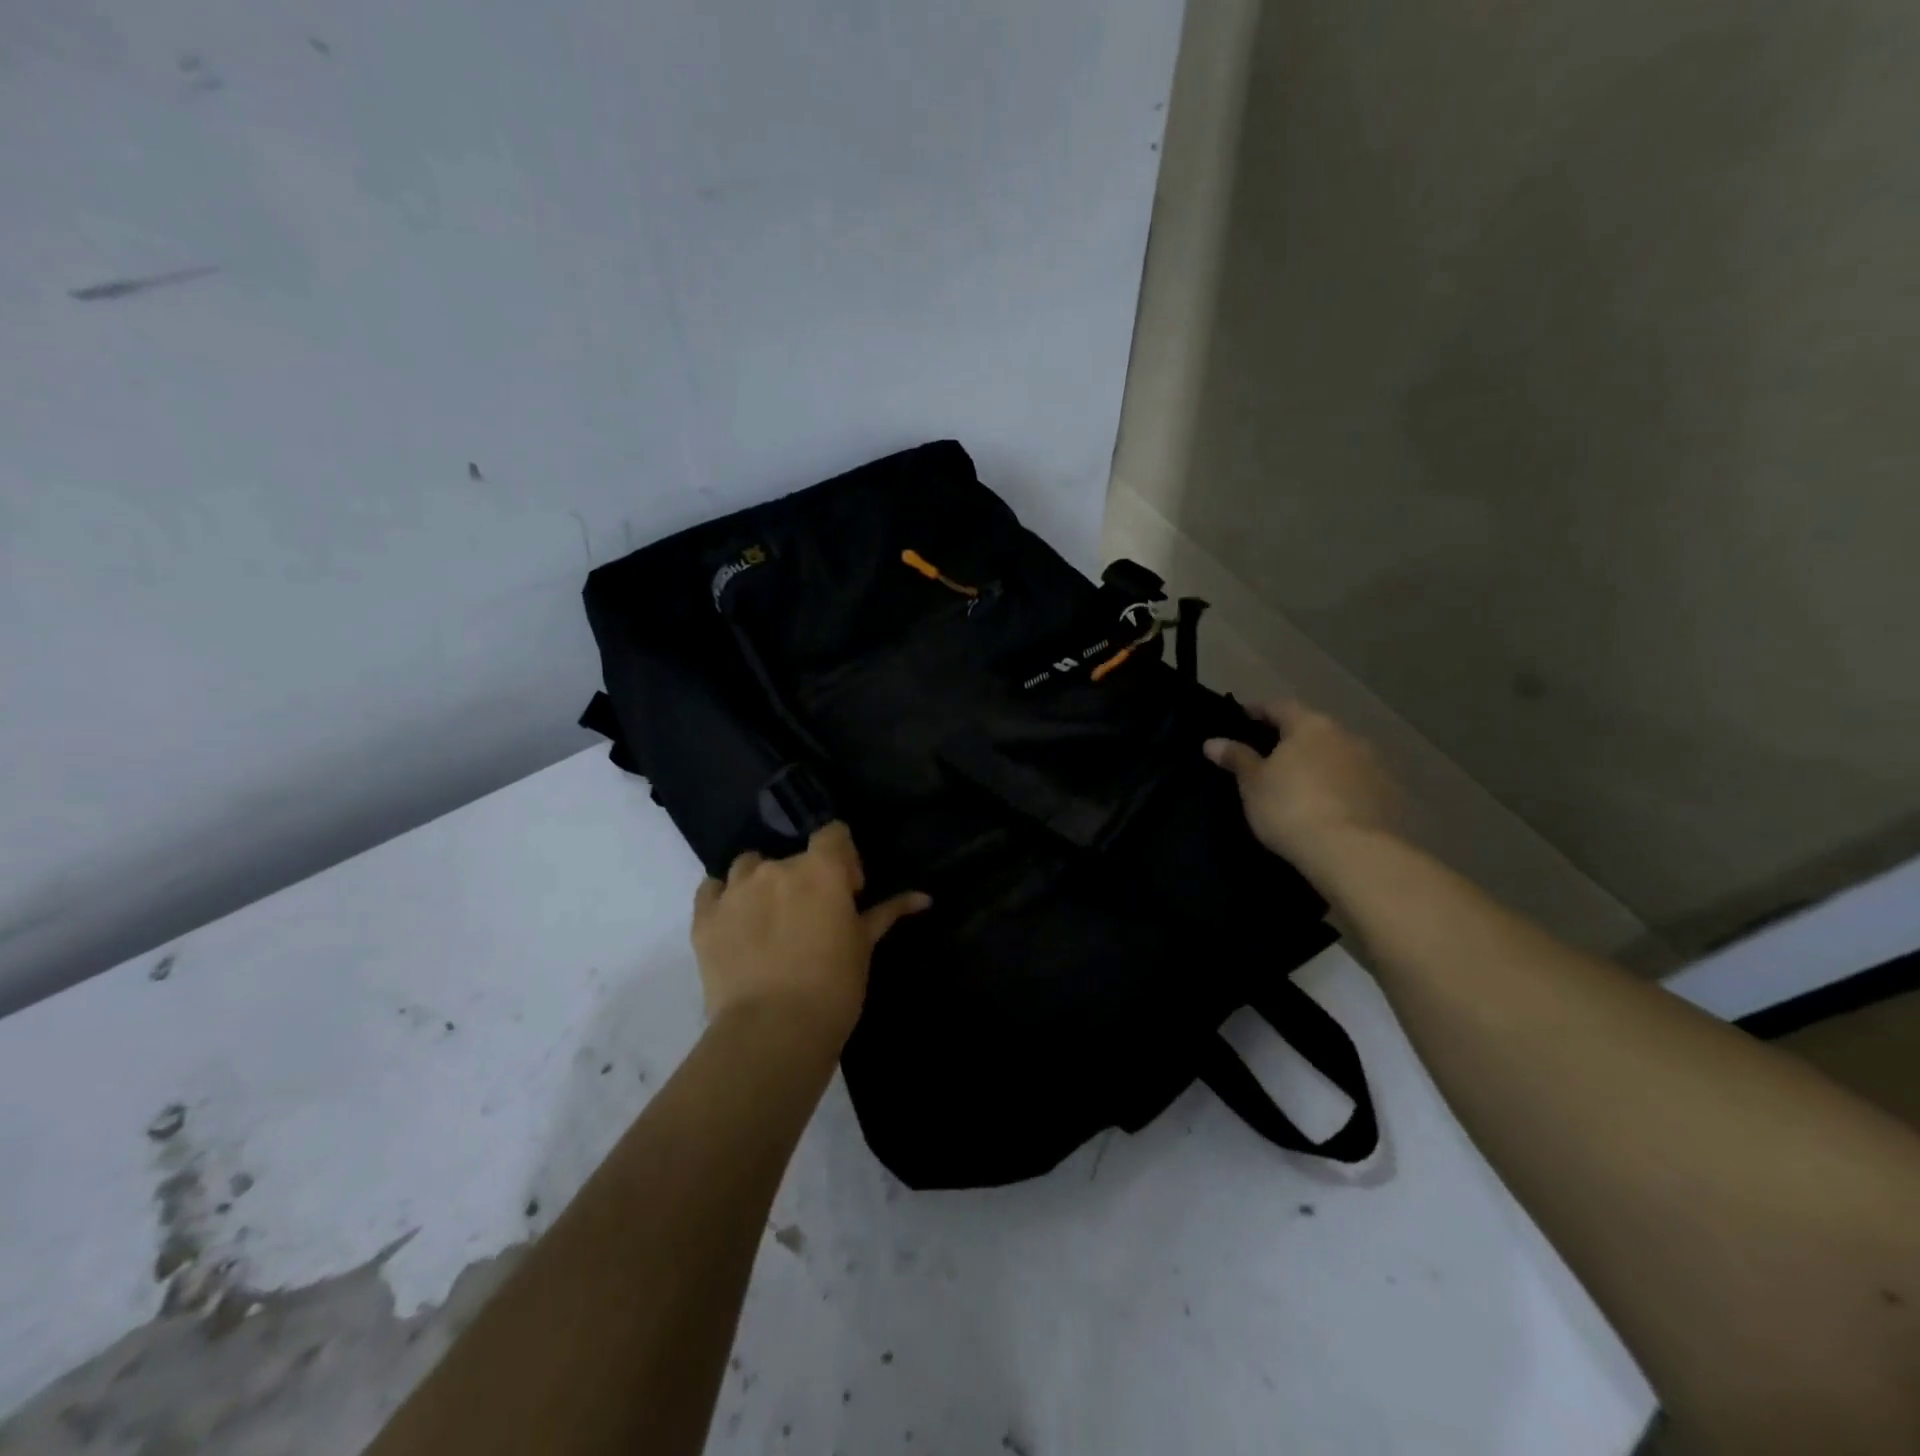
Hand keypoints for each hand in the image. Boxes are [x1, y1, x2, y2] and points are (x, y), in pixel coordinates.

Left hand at [690, 822, 928, 1047]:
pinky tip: (735, 921)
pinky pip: (712, 889)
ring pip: (749, 866)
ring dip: (762, 883)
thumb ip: (888, 912)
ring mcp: (735, 890)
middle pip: (793, 856)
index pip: (833, 833)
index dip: (843, 858)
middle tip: (812, 920)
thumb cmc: (833, 986)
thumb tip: (923, 897)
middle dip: (805, 880)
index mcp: (821, 869)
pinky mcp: (704, 917)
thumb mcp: (864, 946)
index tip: (848, 893)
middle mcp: (776, 867)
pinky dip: (724, 898)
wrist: (773, 1031)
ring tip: (770, 919)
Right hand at [1204, 701, 1400, 868]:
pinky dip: (1342, 787)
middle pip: (1314, 730)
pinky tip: (1330, 806)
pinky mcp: (1389, 795)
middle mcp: (1346, 737)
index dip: (1260, 709)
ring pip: (1339, 756)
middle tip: (1272, 753)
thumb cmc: (1290, 808)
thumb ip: (1237, 758)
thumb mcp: (1253, 784)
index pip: (1280, 707)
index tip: (1245, 715)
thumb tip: (1212, 742)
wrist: (1352, 852)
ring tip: (1301, 782)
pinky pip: (1357, 783)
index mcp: (1311, 726)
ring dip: (1321, 763)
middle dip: (1294, 738)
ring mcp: (1374, 765)